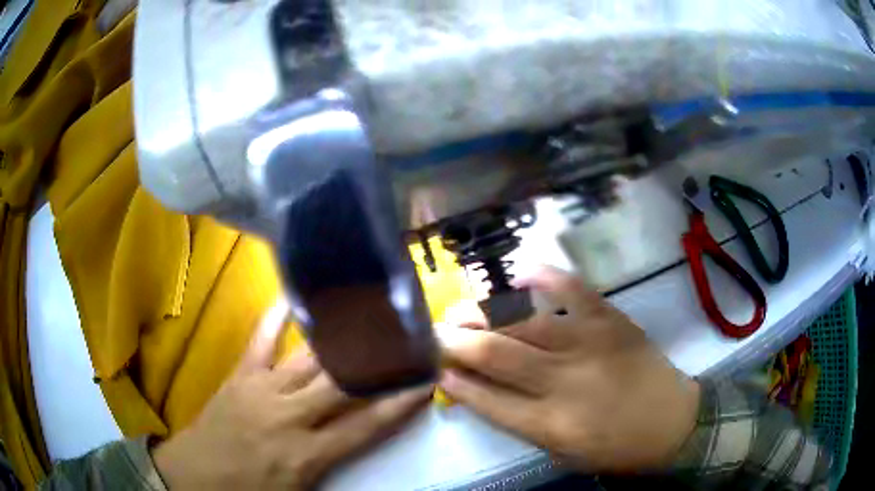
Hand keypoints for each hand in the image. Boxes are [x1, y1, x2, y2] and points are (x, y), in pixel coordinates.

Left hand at [152, 300, 430, 489]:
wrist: (195, 476)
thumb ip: (331, 467)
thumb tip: (360, 443)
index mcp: (307, 454)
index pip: (365, 426)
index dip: (399, 404)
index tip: (425, 382)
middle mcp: (290, 416)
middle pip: (342, 384)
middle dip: (377, 363)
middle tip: (406, 339)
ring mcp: (262, 390)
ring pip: (310, 359)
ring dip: (342, 340)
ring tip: (369, 315)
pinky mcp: (240, 375)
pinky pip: (261, 340)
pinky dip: (277, 316)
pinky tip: (295, 294)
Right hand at [438, 267, 699, 472]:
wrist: (672, 422)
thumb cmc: (614, 447)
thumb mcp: (561, 452)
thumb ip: (518, 420)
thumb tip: (477, 388)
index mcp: (550, 423)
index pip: (485, 398)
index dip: (454, 379)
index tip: (433, 366)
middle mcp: (565, 381)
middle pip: (496, 353)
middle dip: (456, 340)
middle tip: (436, 331)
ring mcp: (590, 343)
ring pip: (524, 320)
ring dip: (484, 312)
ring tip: (461, 308)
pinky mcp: (611, 320)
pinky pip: (571, 288)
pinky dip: (542, 276)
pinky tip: (518, 273)